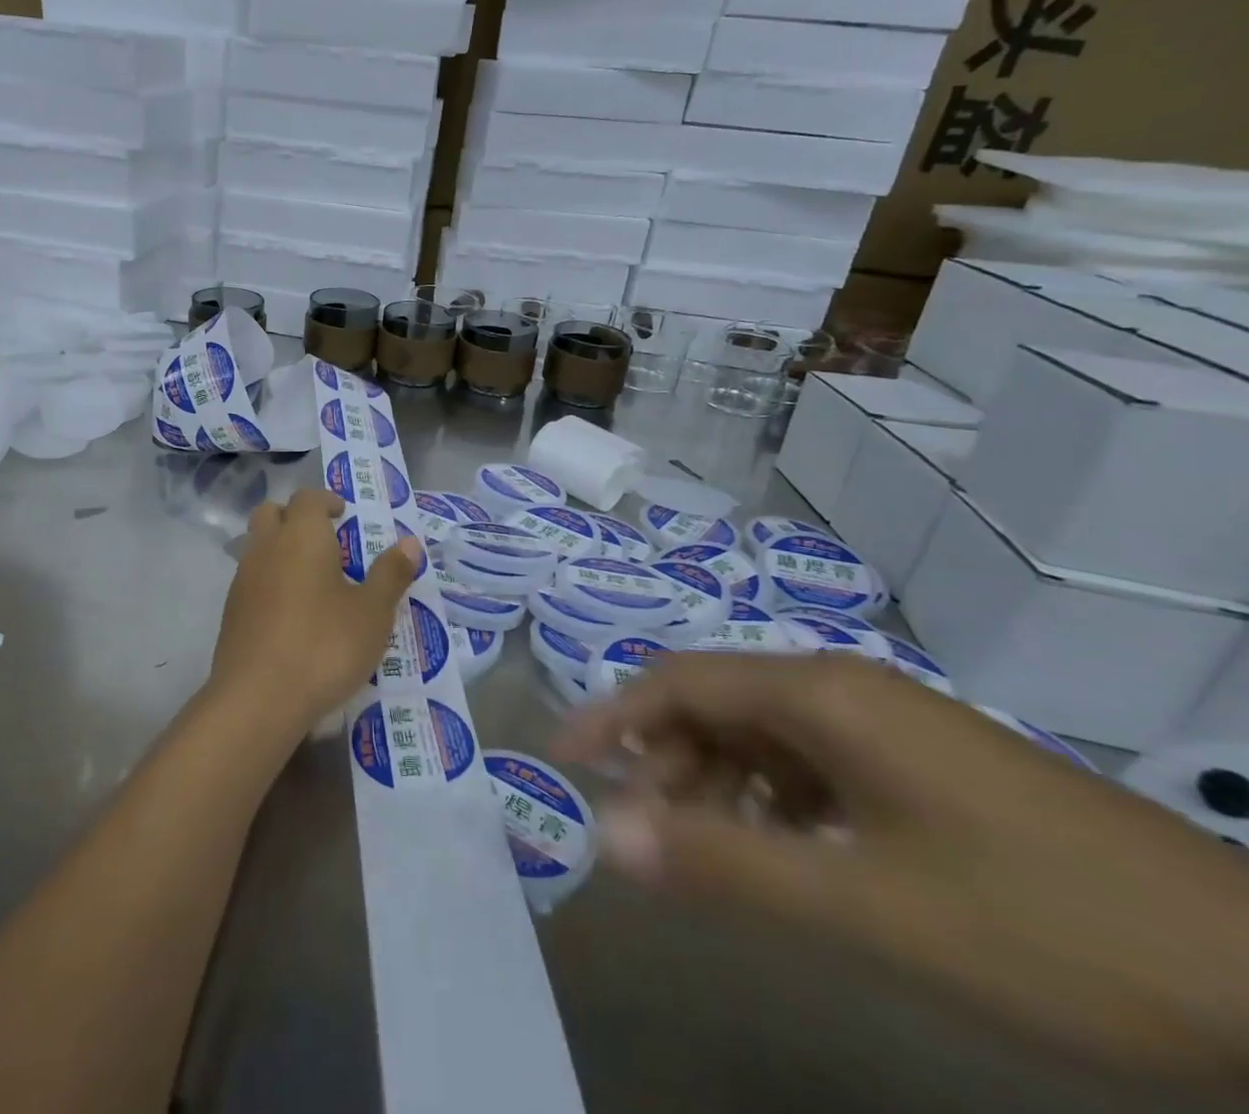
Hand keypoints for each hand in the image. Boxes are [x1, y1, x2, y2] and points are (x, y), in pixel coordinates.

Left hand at [212, 489, 420, 740]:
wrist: (258, 698)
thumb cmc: (324, 646)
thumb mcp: (372, 613)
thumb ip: (390, 574)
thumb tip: (410, 543)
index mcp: (301, 536)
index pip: (307, 497)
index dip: (325, 500)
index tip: (343, 514)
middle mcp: (266, 547)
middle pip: (272, 513)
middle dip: (295, 517)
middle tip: (325, 541)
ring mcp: (243, 579)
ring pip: (258, 546)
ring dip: (280, 550)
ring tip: (312, 581)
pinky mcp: (230, 611)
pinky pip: (251, 580)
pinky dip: (269, 581)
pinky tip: (290, 614)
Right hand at [554, 652, 1248, 1084]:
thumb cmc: (1045, 927)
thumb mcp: (867, 906)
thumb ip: (723, 865)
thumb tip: (605, 834)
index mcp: (819, 695)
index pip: (677, 682)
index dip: (611, 716)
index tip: (563, 759)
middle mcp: (842, 688)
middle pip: (716, 704)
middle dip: (665, 762)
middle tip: (645, 835)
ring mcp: (888, 723)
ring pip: (764, 735)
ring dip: (719, 786)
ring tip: (712, 857)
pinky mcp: (922, 763)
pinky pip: (814, 763)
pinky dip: (775, 802)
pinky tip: (792, 858)